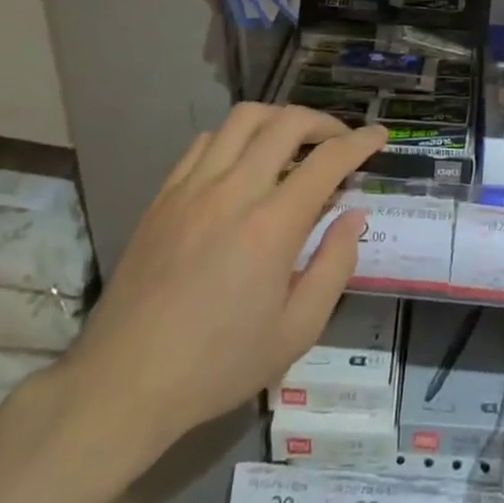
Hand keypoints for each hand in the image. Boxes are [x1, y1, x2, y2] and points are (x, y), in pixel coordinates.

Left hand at [40, 105, 384, 502]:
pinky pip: (205, 142)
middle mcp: (233, 191)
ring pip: (242, 119)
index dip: (360, 143)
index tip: (379, 137)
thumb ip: (334, 266)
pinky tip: (243, 162)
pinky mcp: (164, 195)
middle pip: (286, 123)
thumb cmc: (218, 365)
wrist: (124, 383)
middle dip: (323, 121)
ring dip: (278, 119)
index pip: (327, 161)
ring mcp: (192, 187)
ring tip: (294, 142)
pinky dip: (235, 137)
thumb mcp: (296, 332)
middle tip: (340, 140)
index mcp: (271, 226)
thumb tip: (353, 216)